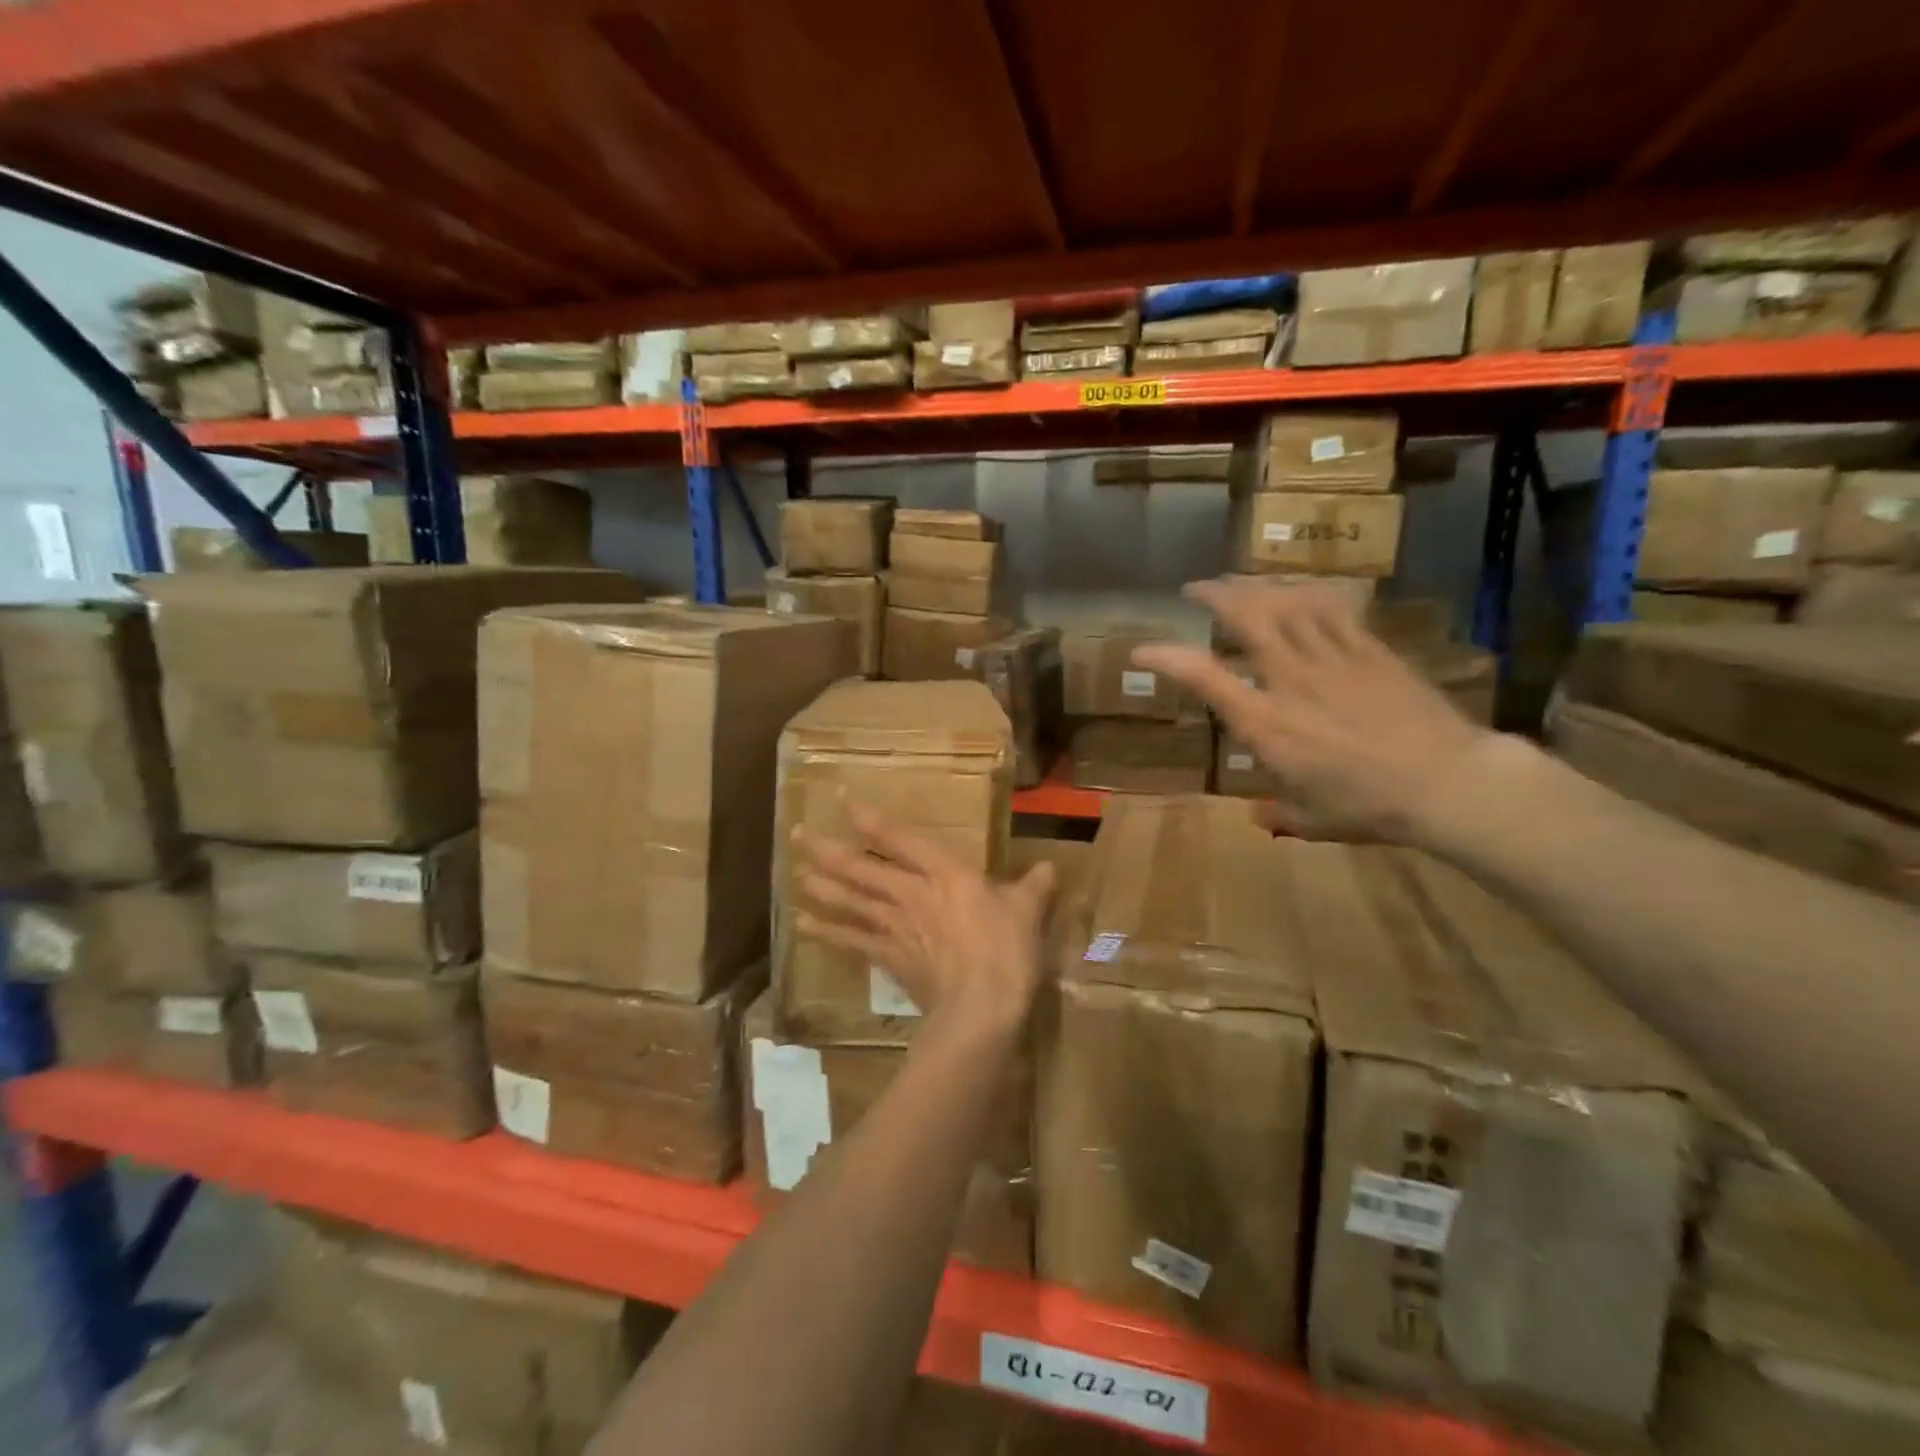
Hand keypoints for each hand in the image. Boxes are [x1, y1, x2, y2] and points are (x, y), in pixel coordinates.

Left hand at [796, 805, 1054, 1038]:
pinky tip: (804, 927)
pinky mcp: (889, 958)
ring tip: (796, 874)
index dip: (870, 819)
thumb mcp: (1027, 911)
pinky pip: (853, 941)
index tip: (843, 802)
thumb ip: (1034, 886)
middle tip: (798, 835)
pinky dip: (828, 933)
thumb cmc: (1005, 951)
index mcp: (944, 873)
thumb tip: (1050, 868)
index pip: (900, 839)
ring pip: (852, 901)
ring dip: (823, 887)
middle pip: (862, 868)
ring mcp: (896, 927)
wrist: (980, 1007)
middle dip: (829, 851)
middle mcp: (911, 893)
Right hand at [1133, 578, 1494, 842]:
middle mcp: (1290, 680)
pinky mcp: (1370, 650)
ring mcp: (1332, 659)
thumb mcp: (1312, 820)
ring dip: (1257, 587)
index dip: (1167, 657)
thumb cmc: (1369, 807)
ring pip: (1287, 605)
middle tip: (1197, 588)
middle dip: (1215, 595)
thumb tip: (1258, 817)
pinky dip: (1307, 595)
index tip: (1141, 651)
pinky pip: (1332, 610)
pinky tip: (1298, 590)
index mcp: (1266, 724)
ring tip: (1239, 582)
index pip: (1204, 677)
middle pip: (1247, 619)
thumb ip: (1278, 814)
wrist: (1447, 782)